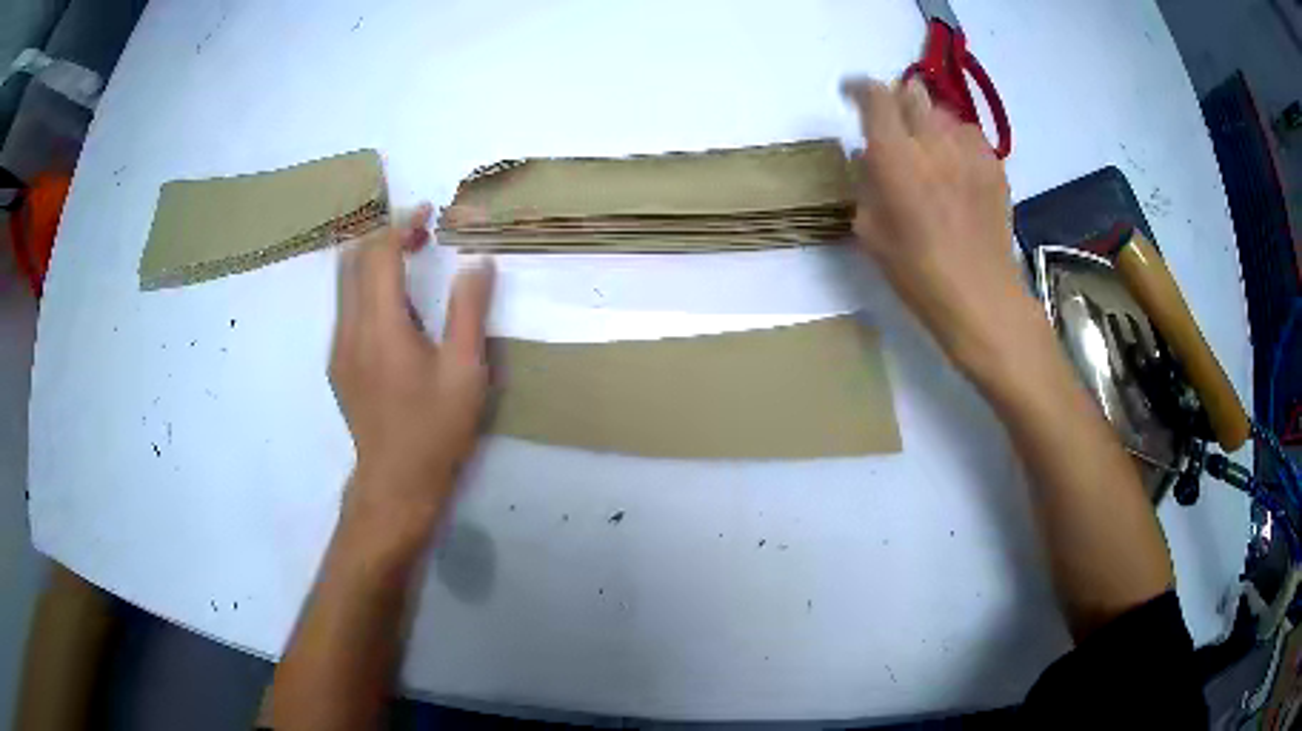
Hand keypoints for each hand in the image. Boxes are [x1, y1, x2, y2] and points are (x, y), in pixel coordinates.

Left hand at [330, 203, 494, 536]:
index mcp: (382, 327)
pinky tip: (394, 303)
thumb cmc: (436, 428)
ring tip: (409, 258)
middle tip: (420, 233)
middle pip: (352, 259)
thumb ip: (469, 311)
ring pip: (344, 282)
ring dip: (372, 259)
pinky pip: (345, 306)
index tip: (428, 212)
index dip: (401, 223)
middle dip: (383, 234)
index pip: (379, 254)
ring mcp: (338, 346)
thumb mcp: (465, 371)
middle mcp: (350, 329)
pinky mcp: (337, 362)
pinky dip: (365, 285)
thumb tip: (477, 261)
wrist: (396, 481)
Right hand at [842, 77, 1041, 383]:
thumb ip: (865, 183)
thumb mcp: (870, 231)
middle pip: (912, 93)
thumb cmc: (917, 272)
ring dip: (929, 122)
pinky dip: (956, 142)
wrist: (981, 297)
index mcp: (895, 156)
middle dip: (897, 100)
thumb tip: (868, 156)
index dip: (859, 89)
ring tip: (928, 151)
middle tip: (893, 125)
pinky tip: (956, 169)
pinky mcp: (994, 165)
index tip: (851, 95)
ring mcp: (969, 150)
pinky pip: (969, 135)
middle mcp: (933, 141)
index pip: (875, 97)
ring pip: (943, 113)